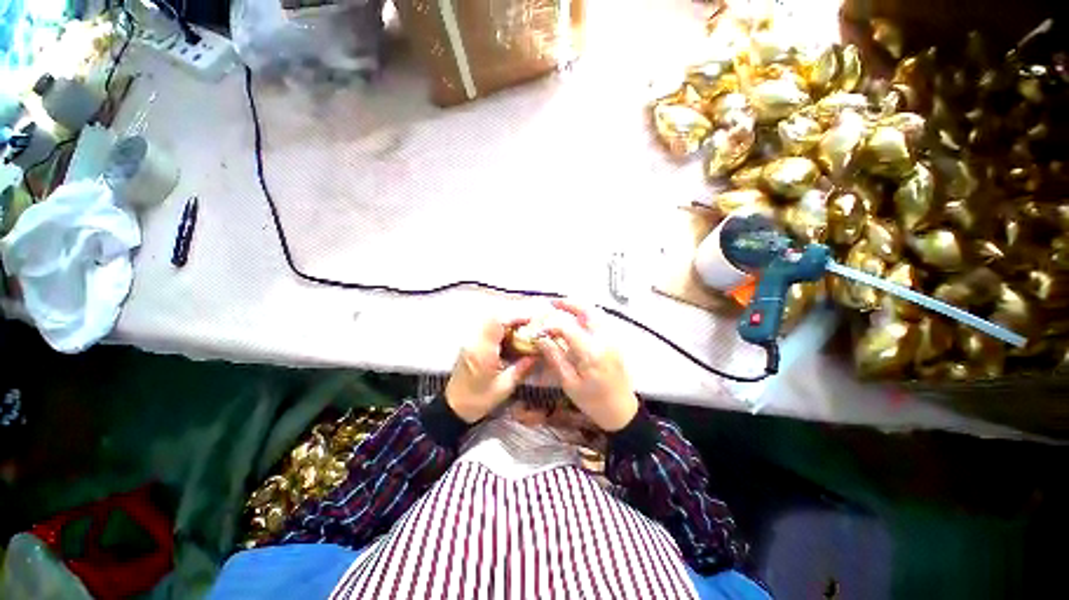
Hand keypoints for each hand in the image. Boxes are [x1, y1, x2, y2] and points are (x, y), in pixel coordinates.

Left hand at [445, 317, 536, 423]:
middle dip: (512, 317)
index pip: (497, 323)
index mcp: (483, 352)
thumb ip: (521, 368)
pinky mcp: (470, 344)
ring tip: (521, 330)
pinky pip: (486, 329)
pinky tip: (510, 338)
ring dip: (506, 322)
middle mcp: (475, 342)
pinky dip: (500, 329)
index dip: (515, 317)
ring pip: (489, 321)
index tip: (530, 320)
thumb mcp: (504, 387)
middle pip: (493, 318)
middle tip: (528, 324)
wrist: (453, 407)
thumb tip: (537, 354)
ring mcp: (470, 342)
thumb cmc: (479, 400)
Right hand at [537, 299, 639, 431]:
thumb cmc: (593, 401)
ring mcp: (612, 339)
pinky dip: (587, 315)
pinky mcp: (615, 342)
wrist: (622, 411)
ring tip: (562, 308)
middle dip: (569, 303)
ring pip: (596, 313)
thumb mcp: (569, 383)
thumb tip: (541, 339)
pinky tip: (576, 320)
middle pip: (588, 311)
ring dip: (579, 307)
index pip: (568, 328)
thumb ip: (555, 358)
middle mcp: (604, 340)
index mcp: (591, 353)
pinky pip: (601, 321)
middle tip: (553, 303)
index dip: (551, 325)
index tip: (540, 331)